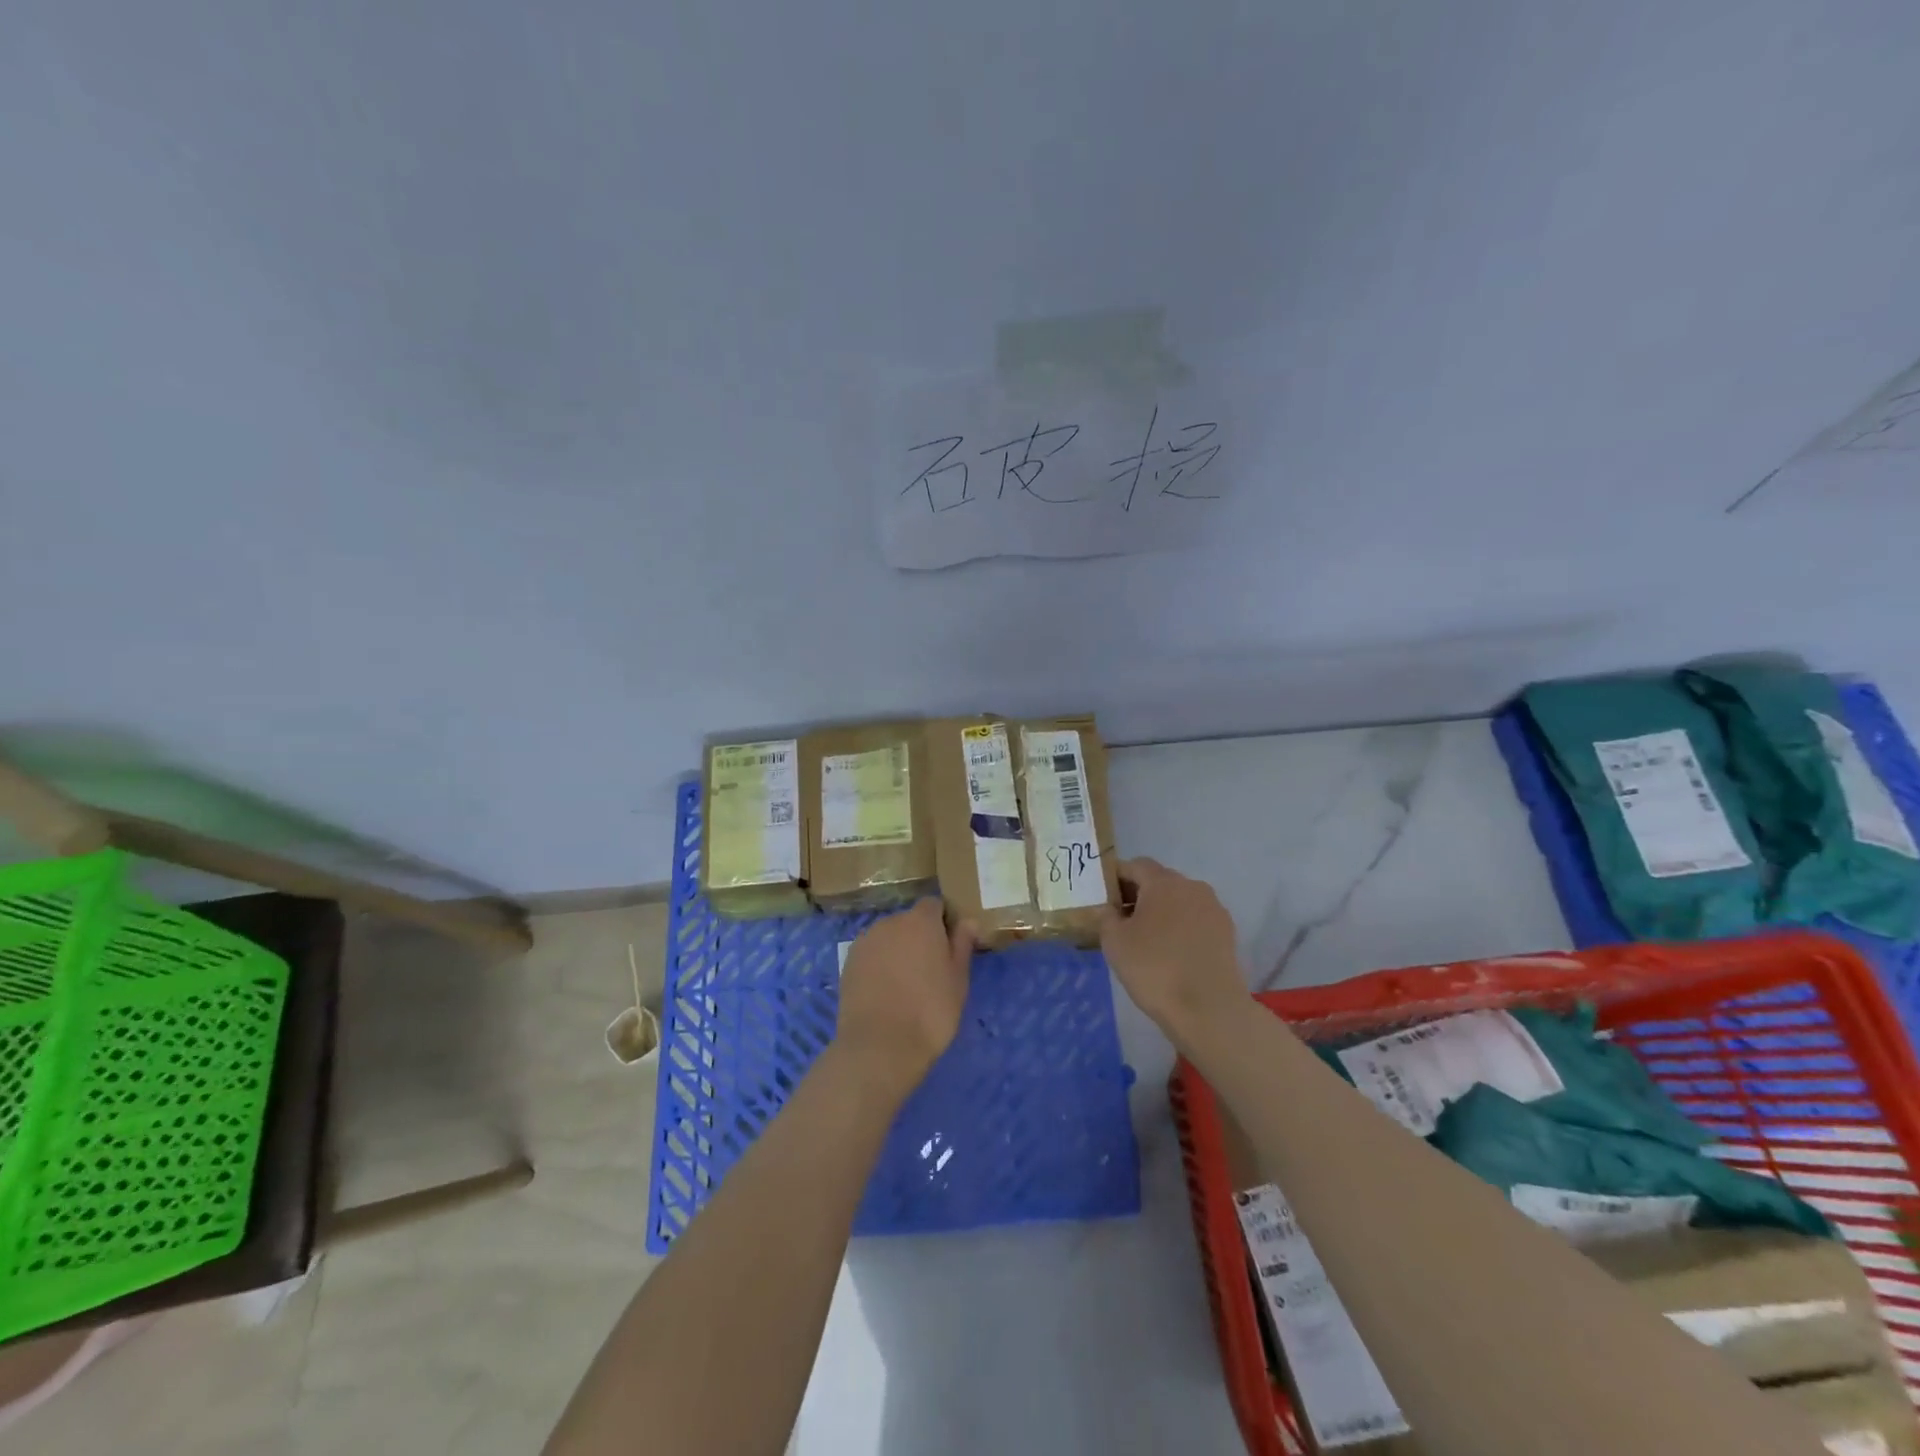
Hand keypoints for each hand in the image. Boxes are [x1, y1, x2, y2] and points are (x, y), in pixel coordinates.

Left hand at [834, 899, 973, 1096]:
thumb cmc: (930, 1011)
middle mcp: (890, 922)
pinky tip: (885, 992)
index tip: (950, 946)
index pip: (934, 905)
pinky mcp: (848, 963)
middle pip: (909, 921)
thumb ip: (962, 945)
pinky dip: (879, 965)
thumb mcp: (958, 980)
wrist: (880, 1046)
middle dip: (920, 937)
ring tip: (906, 984)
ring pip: (888, 938)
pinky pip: (871, 954)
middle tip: (930, 969)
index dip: (943, 921)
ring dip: (897, 950)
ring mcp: (865, 941)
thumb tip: (967, 921)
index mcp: (921, 921)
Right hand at [1100, 857, 1243, 1041]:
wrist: (1209, 1009)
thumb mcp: (1114, 942)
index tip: (1105, 899)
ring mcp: (1214, 909)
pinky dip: (1181, 928)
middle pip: (1160, 881)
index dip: (1117, 877)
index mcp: (1163, 882)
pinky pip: (1196, 920)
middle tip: (1122, 921)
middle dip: (1139, 894)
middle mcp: (1192, 887)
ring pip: (1180, 901)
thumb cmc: (1154, 969)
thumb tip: (1111, 908)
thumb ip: (1106, 916)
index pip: (1136, 865)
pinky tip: (1172, 953)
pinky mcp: (1227, 933)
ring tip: (1148, 940)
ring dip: (1162, 911)